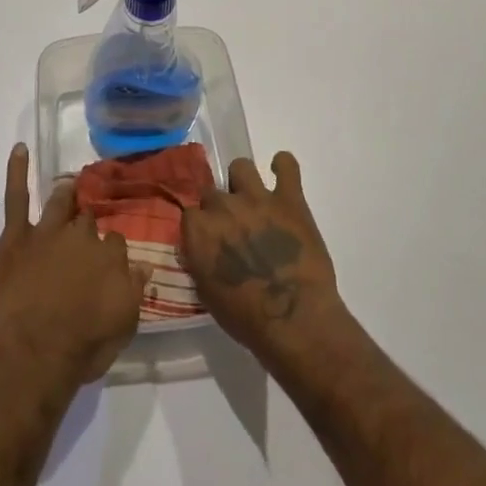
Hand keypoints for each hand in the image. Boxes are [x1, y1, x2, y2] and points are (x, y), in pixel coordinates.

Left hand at [0, 145, 152, 388]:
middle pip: (88, 220)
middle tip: (85, 232)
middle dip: (89, 222)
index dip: (111, 250)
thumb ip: (135, 290)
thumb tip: (144, 265)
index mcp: (111, 256)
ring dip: (66, 195)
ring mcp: (48, 231)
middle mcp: (83, 236)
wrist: (35, 354)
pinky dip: (17, 171)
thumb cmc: (83, 346)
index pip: (116, 241)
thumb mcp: (124, 325)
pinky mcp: (17, 236)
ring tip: (70, 187)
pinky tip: (19, 149)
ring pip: (60, 203)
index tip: (108, 260)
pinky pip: (17, 197)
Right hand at [181, 151, 343, 358]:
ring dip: (244, 182)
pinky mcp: (290, 199)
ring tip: (254, 200)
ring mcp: (257, 198)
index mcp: (198, 230)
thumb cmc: (246, 319)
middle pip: (213, 193)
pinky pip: (287, 165)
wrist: (295, 320)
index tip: (210, 242)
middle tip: (235, 229)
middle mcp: (223, 206)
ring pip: (241, 167)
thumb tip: (199, 248)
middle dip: (221, 209)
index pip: (190, 214)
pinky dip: (284, 166)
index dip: (202, 228)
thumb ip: (199, 261)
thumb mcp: (207, 294)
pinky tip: (282, 174)